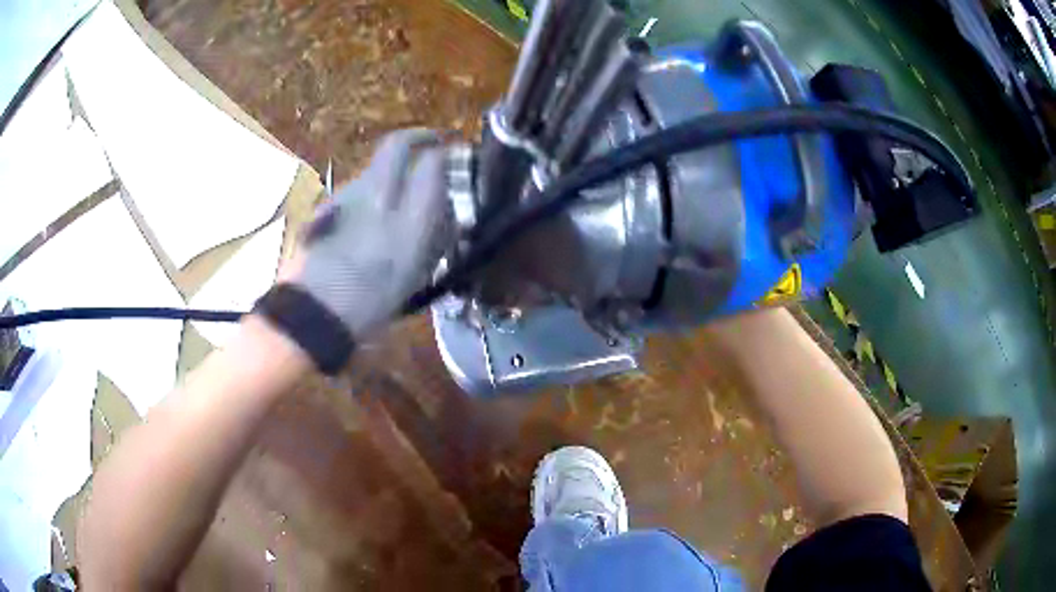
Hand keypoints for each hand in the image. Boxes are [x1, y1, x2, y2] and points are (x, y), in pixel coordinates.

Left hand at [292, 129, 451, 337]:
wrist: (313, 313)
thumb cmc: (371, 306)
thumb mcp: (415, 277)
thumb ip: (433, 238)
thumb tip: (446, 213)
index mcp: (408, 221)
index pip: (432, 164)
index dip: (444, 154)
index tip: (450, 155)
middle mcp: (377, 196)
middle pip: (397, 144)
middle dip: (417, 136)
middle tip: (429, 142)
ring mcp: (347, 195)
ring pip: (374, 165)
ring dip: (390, 167)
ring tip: (397, 188)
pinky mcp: (326, 204)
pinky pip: (355, 187)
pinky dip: (368, 190)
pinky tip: (367, 214)